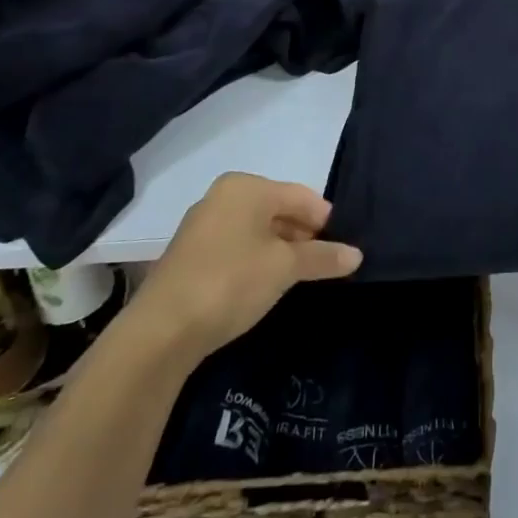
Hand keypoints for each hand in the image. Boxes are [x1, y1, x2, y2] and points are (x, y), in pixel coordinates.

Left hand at [124, 172, 361, 355]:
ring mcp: (203, 224)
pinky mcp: (191, 253)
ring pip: (257, 229)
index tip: (341, 250)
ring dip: (280, 250)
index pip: (301, 196)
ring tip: (298, 277)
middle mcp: (223, 196)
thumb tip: (356, 254)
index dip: (325, 222)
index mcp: (246, 187)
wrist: (161, 331)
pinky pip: (237, 246)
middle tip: (323, 265)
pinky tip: (265, 284)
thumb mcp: (285, 268)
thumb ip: (323, 257)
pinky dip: (256, 260)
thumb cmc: (231, 282)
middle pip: (279, 210)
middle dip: (303, 236)